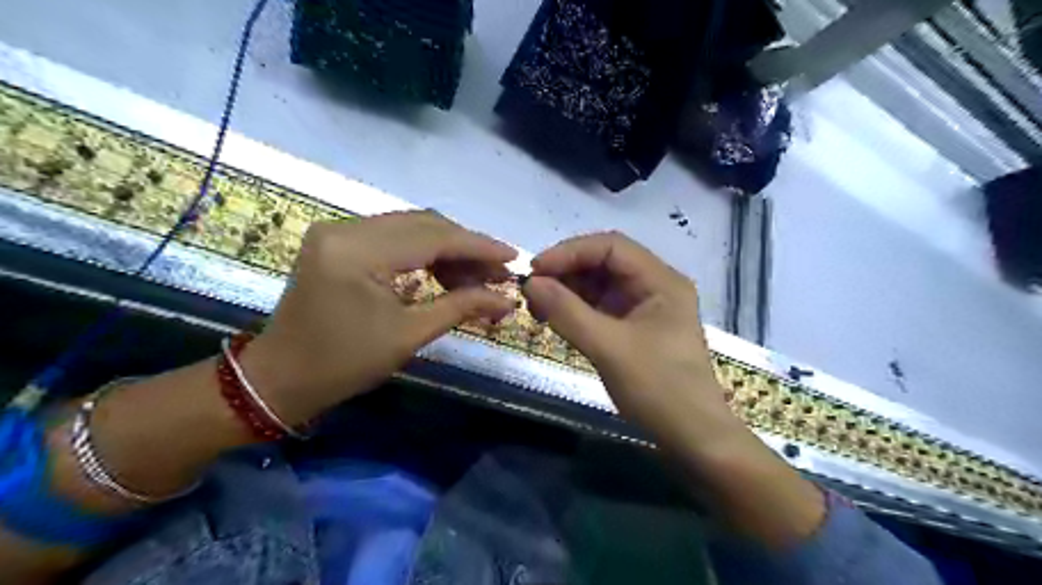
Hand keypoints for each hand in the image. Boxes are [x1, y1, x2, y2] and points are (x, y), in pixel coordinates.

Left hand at [238, 210, 516, 424]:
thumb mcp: (408, 335)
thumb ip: (461, 307)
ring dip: (448, 250)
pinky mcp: (338, 240)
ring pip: (411, 228)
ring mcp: (338, 230)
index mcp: (357, 252)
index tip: (513, 257)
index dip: (478, 246)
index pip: (432, 237)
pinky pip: (394, 237)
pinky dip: (424, 253)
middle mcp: (345, 228)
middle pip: (424, 224)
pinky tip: (446, 274)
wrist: (281, 377)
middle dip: (466, 248)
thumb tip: (506, 299)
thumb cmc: (344, 364)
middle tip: (498, 274)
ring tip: (476, 279)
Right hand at [525, 234, 826, 548]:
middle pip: (604, 262)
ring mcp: (644, 308)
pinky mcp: (634, 329)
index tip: (535, 270)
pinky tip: (554, 318)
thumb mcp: (609, 348)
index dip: (570, 252)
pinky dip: (576, 310)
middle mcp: (655, 286)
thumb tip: (530, 283)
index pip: (611, 246)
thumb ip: (567, 312)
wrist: (693, 439)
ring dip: (568, 291)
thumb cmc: (659, 390)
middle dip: (566, 272)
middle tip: (531, 290)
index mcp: (661, 281)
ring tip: (537, 306)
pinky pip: (600, 308)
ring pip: (599, 285)